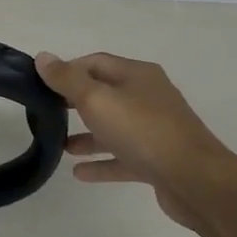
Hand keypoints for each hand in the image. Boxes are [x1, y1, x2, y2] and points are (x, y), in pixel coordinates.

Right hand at [34, 51, 236, 232]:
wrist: (195, 180)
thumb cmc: (143, 131)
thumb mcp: (97, 99)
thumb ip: (67, 80)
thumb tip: (43, 57)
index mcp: (137, 75)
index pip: (96, 62)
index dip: (68, 70)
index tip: (41, 85)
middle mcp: (148, 97)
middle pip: (105, 93)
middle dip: (75, 102)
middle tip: (46, 113)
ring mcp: (155, 130)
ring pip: (114, 127)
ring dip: (87, 135)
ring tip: (59, 146)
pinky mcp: (157, 160)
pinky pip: (123, 157)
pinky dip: (101, 162)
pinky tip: (79, 173)